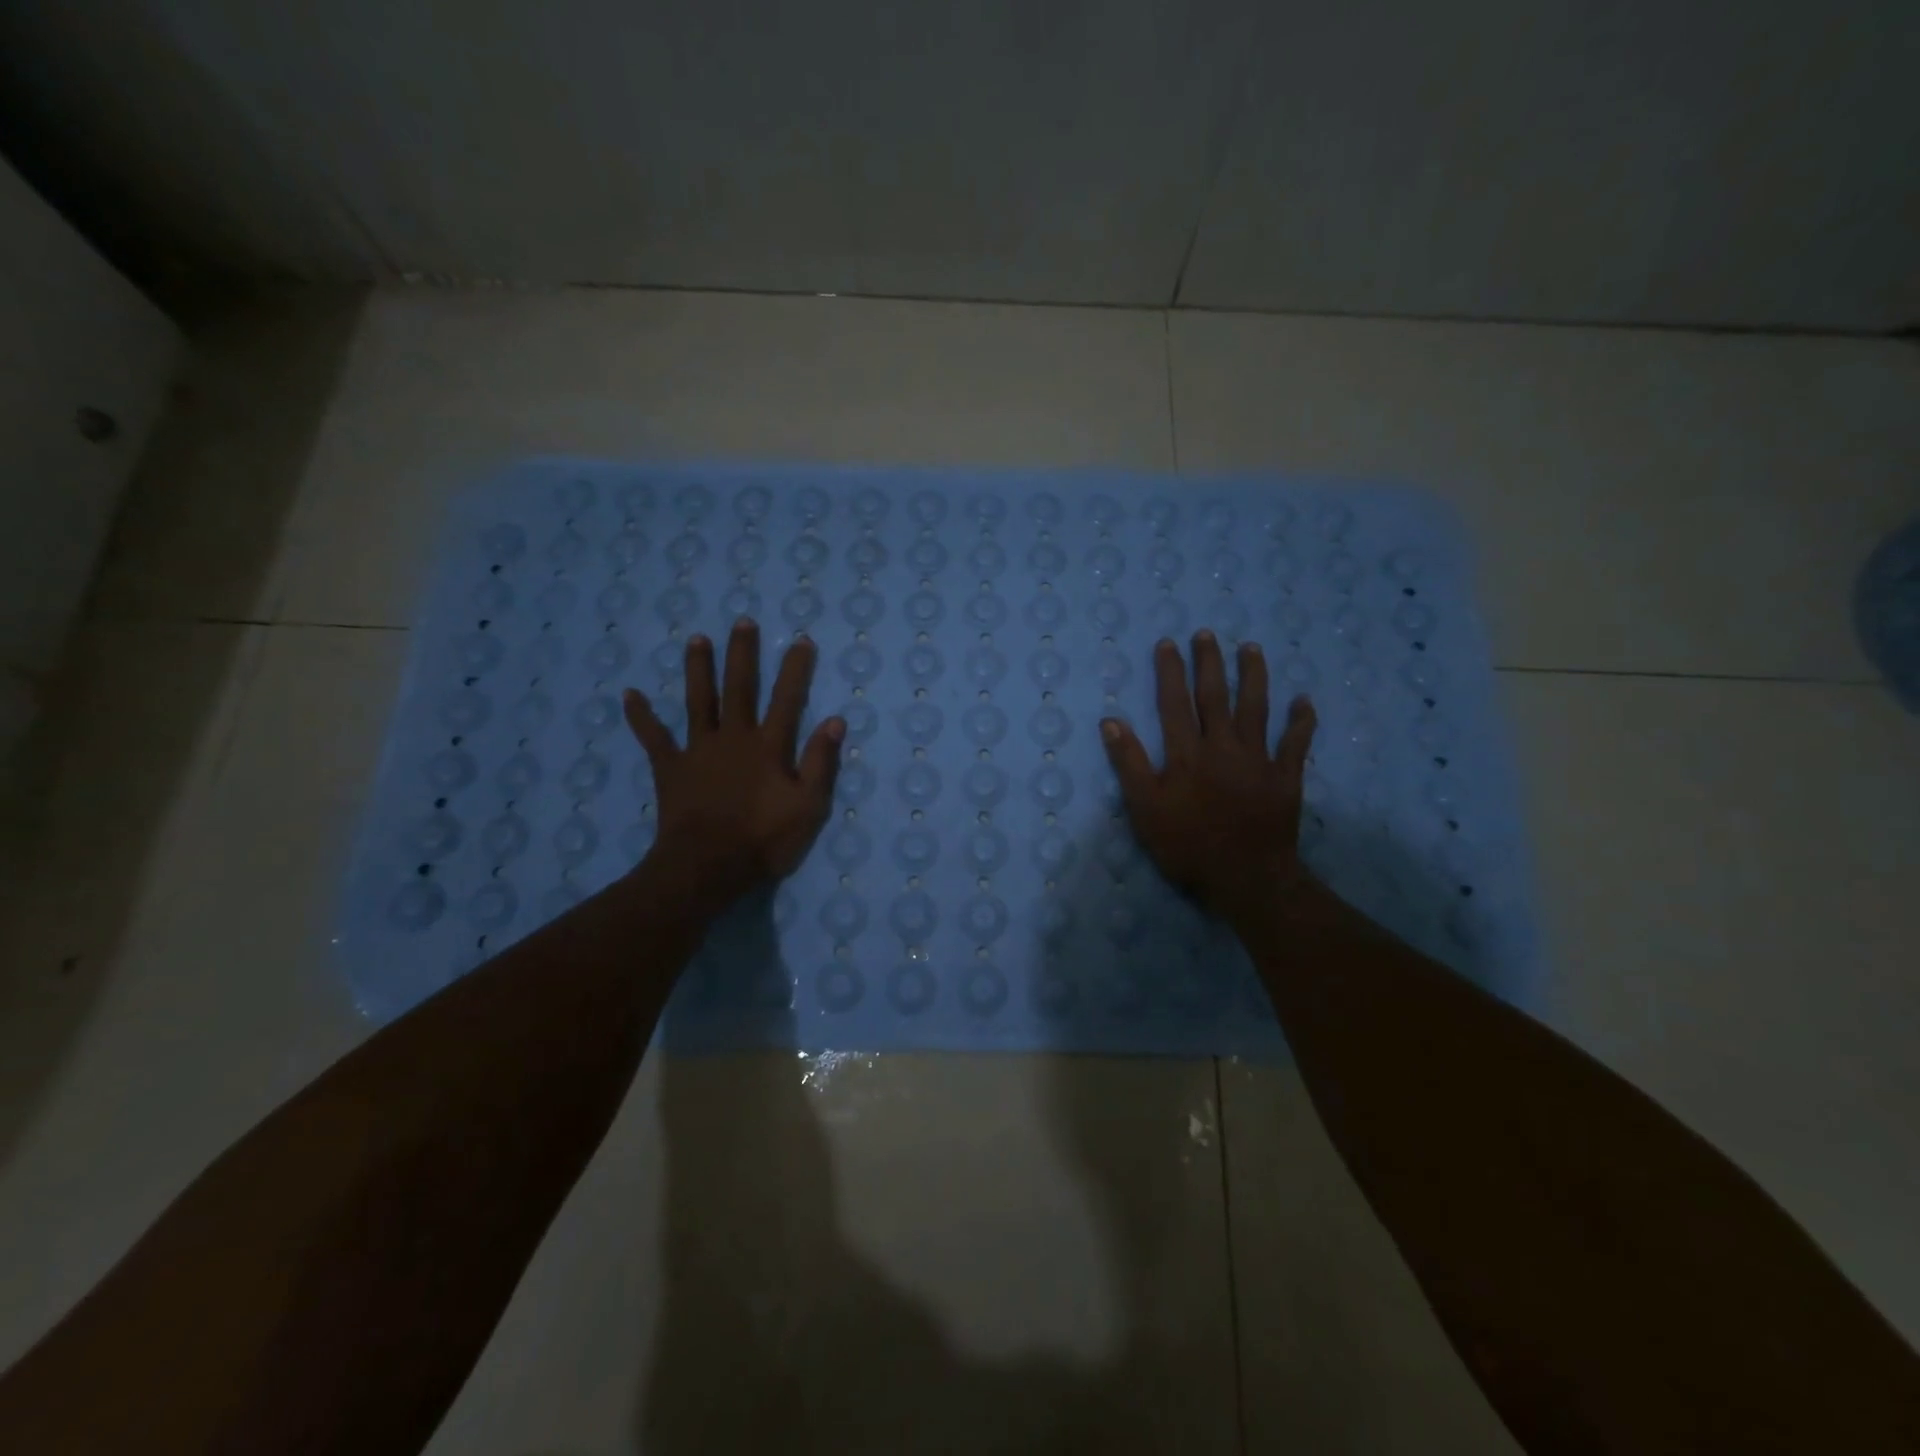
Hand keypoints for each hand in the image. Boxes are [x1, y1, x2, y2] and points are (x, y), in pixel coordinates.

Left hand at [623, 619, 843, 917]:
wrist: (708, 866)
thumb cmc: (764, 839)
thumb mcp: (808, 806)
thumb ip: (820, 762)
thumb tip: (835, 721)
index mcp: (769, 746)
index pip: (786, 699)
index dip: (795, 669)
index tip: (801, 640)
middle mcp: (734, 737)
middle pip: (739, 688)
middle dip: (742, 654)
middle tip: (742, 622)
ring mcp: (698, 750)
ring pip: (698, 701)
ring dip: (698, 669)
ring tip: (696, 639)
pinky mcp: (670, 768)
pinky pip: (654, 738)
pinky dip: (641, 717)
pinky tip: (630, 694)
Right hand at [1100, 632, 1317, 924]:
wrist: (1246, 878)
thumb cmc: (1187, 846)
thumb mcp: (1145, 809)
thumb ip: (1129, 764)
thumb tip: (1111, 721)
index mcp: (1187, 754)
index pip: (1174, 704)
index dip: (1170, 672)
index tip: (1168, 643)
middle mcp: (1223, 747)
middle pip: (1215, 696)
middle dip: (1210, 663)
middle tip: (1208, 633)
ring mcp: (1258, 760)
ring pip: (1257, 708)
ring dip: (1254, 676)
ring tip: (1252, 649)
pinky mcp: (1285, 778)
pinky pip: (1296, 743)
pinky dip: (1301, 721)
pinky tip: (1304, 701)